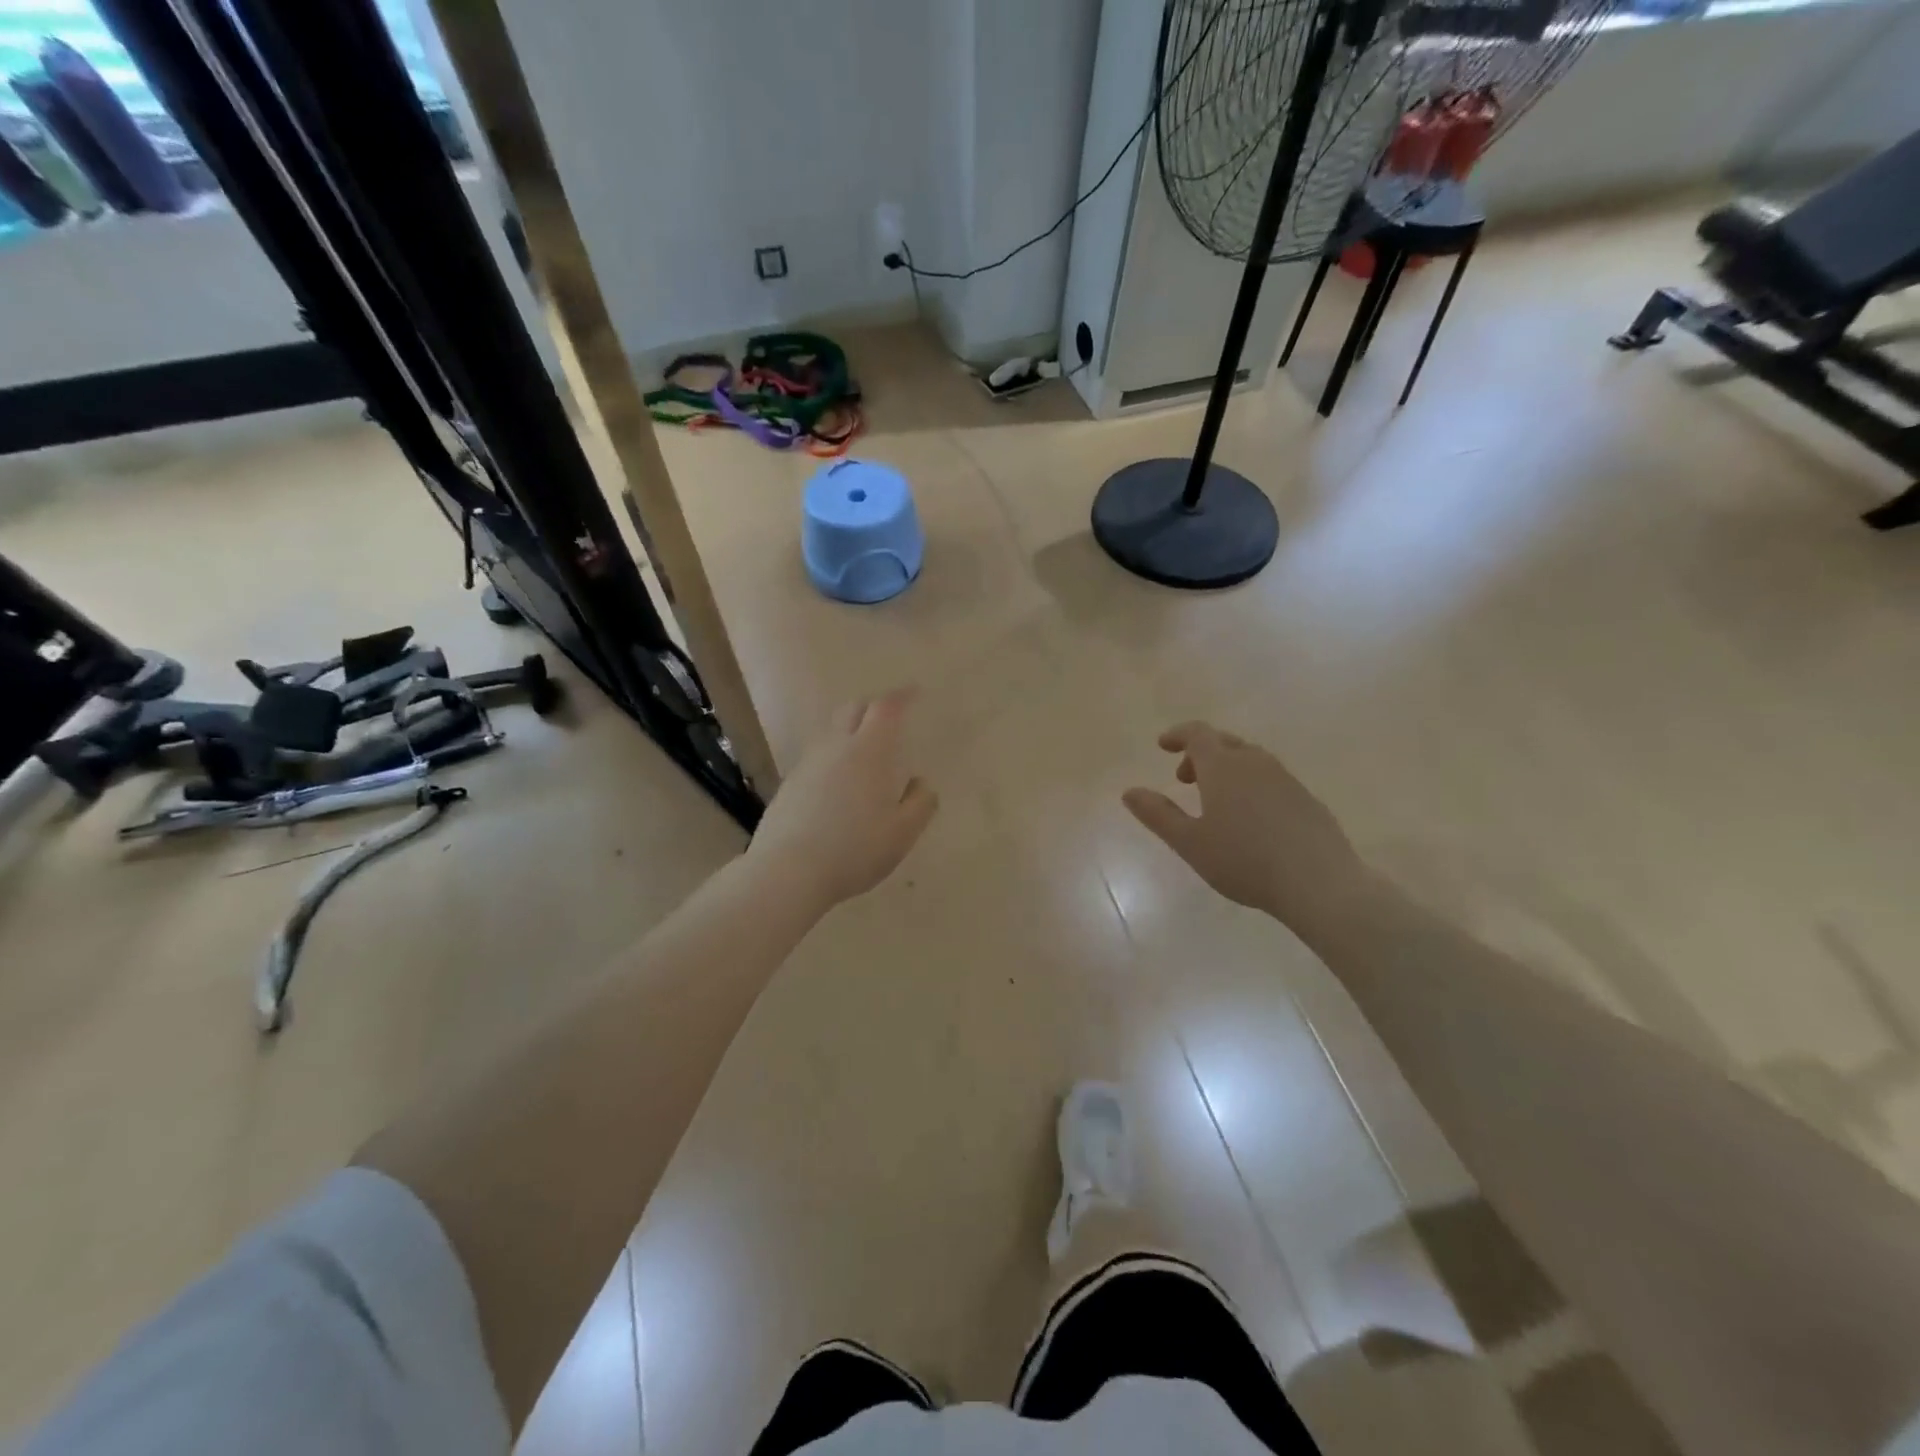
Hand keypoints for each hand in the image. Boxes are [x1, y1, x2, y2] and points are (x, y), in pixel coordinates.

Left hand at [746, 689, 938, 910]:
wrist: (788, 871)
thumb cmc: (854, 849)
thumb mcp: (902, 833)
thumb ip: (920, 804)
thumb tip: (920, 783)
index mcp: (868, 752)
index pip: (885, 709)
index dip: (901, 697)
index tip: (914, 692)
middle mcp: (835, 748)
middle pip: (852, 710)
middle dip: (873, 706)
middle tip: (889, 718)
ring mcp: (807, 765)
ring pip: (831, 733)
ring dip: (850, 731)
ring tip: (864, 752)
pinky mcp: (789, 785)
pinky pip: (817, 758)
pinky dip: (833, 758)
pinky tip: (838, 784)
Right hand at [1123, 722, 1370, 935]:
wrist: (1319, 882)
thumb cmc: (1244, 860)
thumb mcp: (1190, 843)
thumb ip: (1158, 814)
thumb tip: (1130, 792)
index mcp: (1223, 767)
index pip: (1197, 734)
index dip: (1178, 734)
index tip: (1162, 745)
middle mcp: (1255, 763)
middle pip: (1224, 742)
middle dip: (1199, 753)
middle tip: (1184, 778)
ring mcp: (1285, 778)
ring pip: (1250, 759)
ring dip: (1226, 768)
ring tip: (1215, 800)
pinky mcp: (1306, 798)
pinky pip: (1270, 778)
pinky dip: (1251, 784)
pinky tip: (1251, 818)